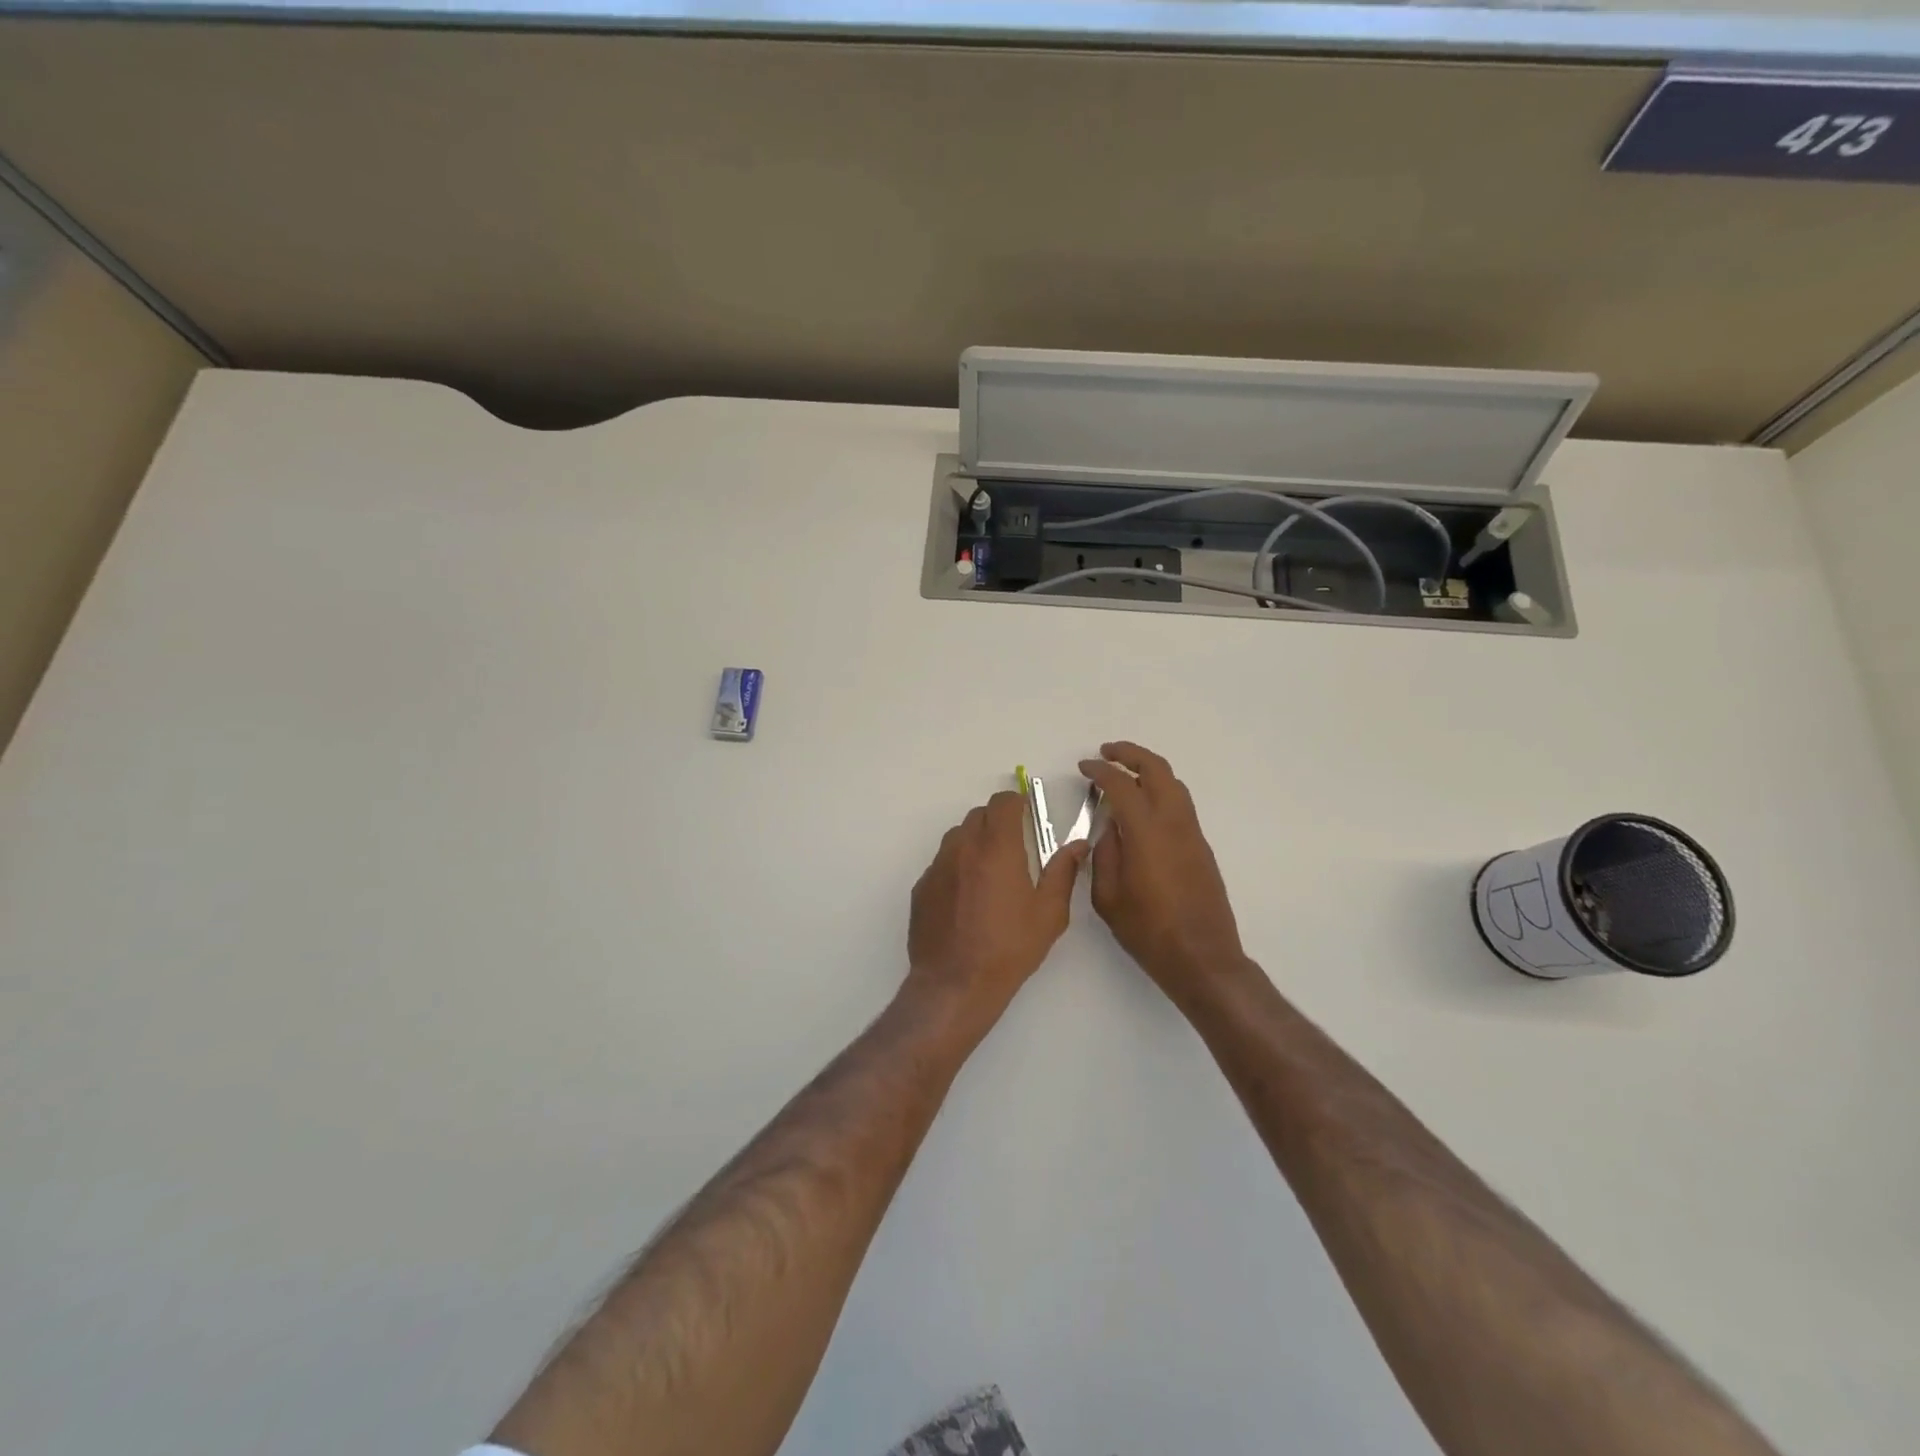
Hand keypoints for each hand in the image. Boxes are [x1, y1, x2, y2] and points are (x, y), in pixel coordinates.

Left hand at [906, 791, 1085, 1030]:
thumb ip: (1063, 872)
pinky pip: (942, 864)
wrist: (955, 984)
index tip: (1027, 814)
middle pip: (978, 815)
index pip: (1003, 802)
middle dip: (998, 821)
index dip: (1017, 802)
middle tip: (1014, 846)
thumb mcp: (1048, 914)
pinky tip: (967, 898)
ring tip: (990, 873)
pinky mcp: (921, 888)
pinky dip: (956, 867)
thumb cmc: (1009, 948)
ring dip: (975, 842)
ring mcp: (937, 867)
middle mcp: (962, 848)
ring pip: (957, 837)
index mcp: (997, 848)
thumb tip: (1078, 846)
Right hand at [1079, 742, 1247, 1002]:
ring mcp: (1192, 834)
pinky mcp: (1201, 847)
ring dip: (1149, 771)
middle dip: (1131, 754)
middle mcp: (1174, 824)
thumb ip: (1104, 855)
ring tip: (1125, 775)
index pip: (1121, 785)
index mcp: (1146, 833)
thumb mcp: (1108, 897)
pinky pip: (1181, 805)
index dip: (1100, 771)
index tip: (1084, 767)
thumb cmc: (1147, 931)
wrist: (1201, 957)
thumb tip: (1109, 829)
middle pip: (1157, 770)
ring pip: (1174, 785)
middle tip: (1107, 753)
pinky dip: (1160, 792)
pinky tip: (1144, 809)